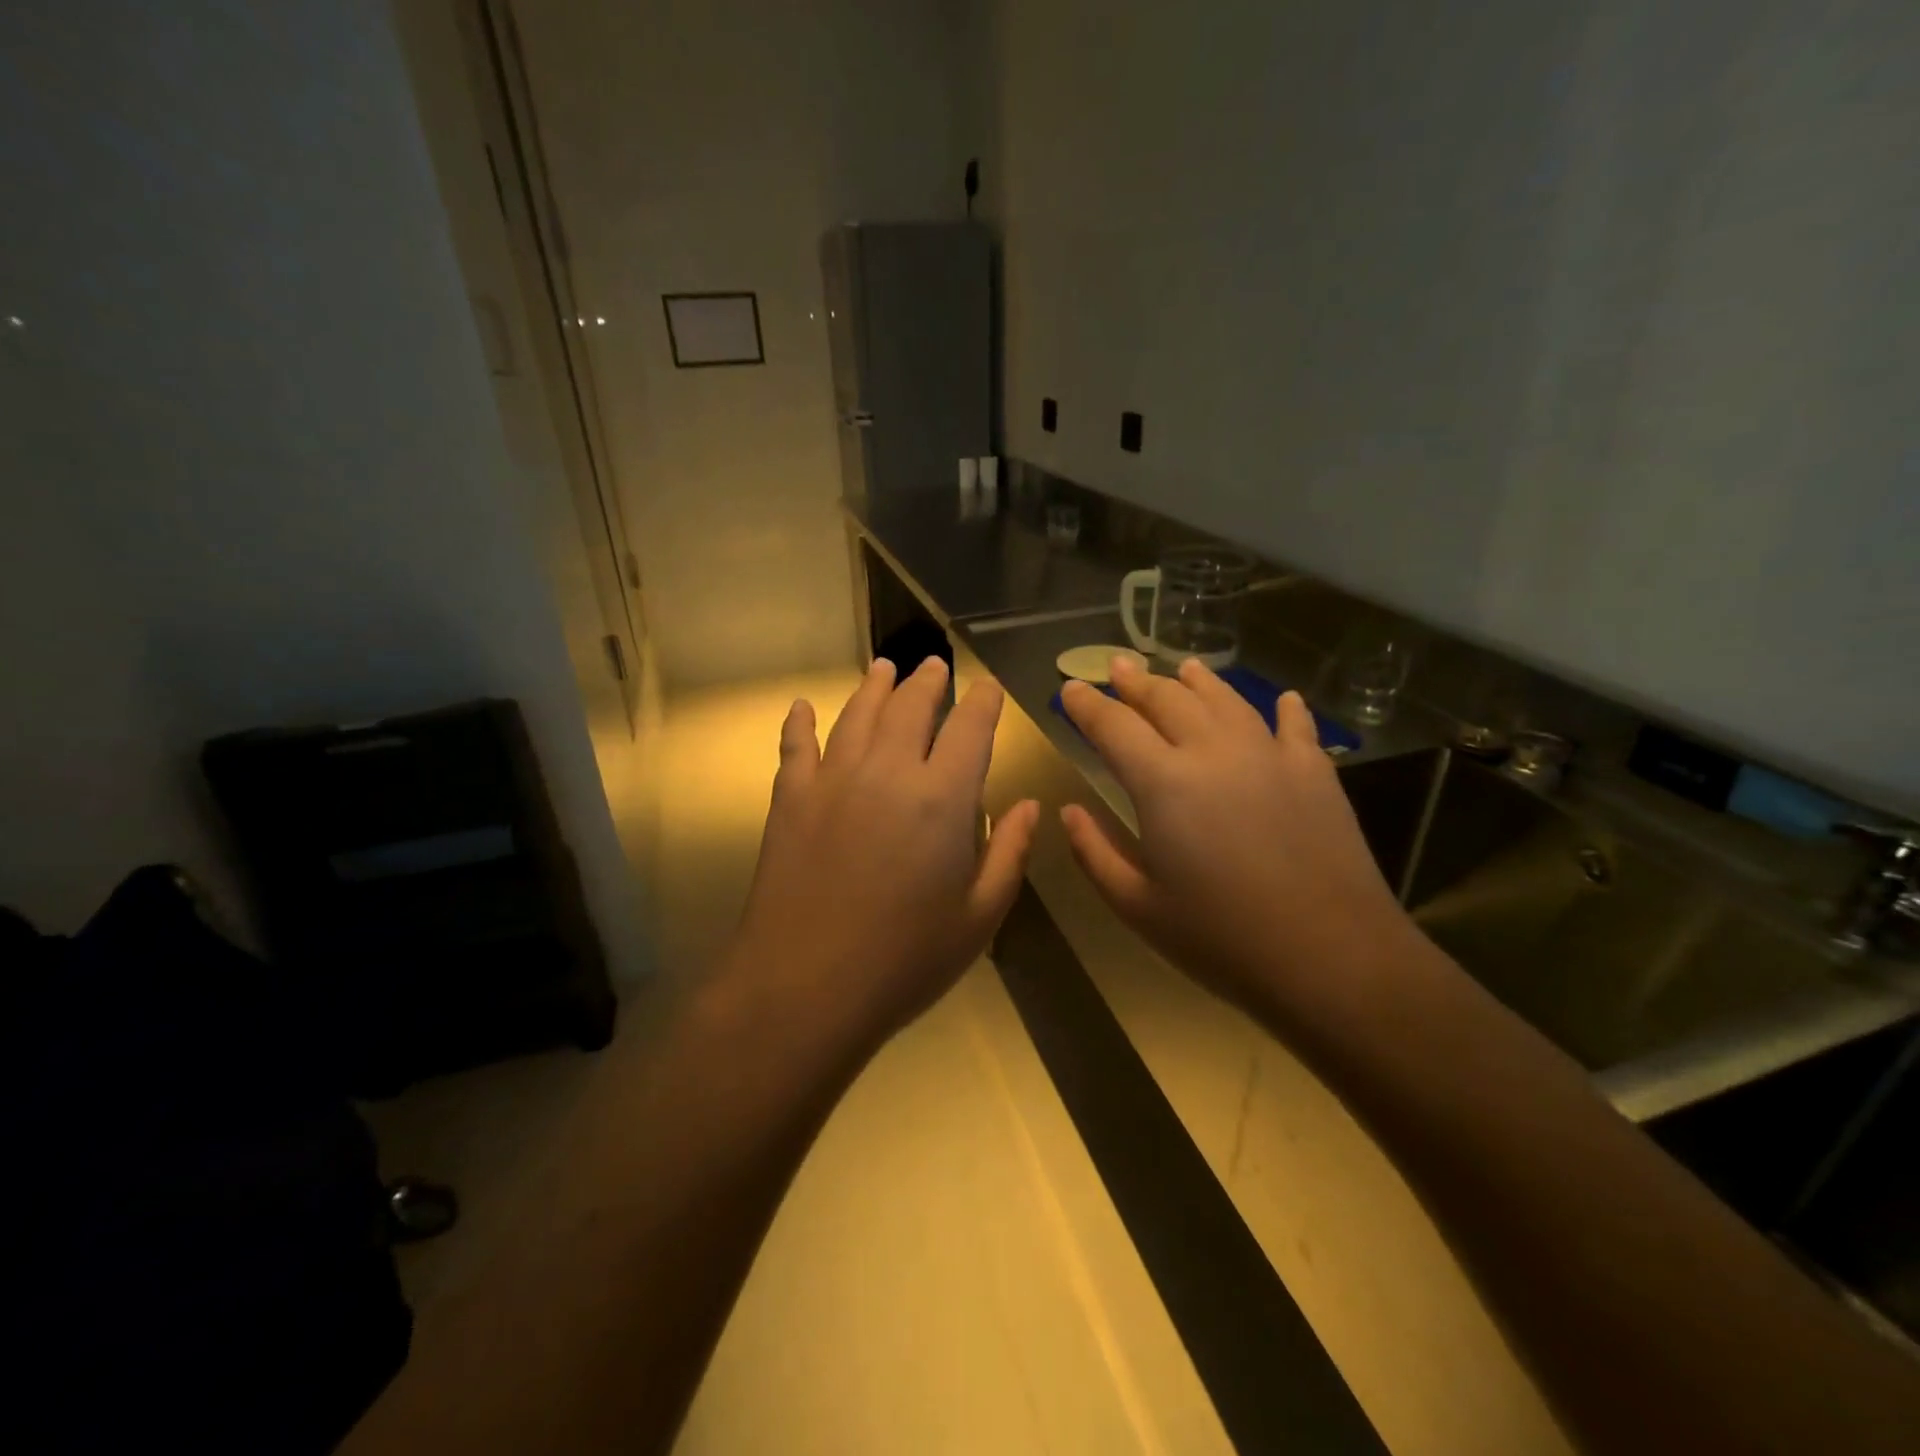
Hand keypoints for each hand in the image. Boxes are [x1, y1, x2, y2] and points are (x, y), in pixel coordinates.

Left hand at [731, 657, 1039, 1048]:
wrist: (804, 988)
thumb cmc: (905, 960)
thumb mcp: (979, 916)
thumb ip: (1008, 853)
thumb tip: (1027, 806)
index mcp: (943, 798)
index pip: (970, 729)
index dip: (982, 702)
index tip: (986, 687)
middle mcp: (888, 771)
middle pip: (910, 707)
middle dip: (927, 682)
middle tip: (934, 666)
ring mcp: (833, 780)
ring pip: (857, 715)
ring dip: (874, 687)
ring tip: (884, 668)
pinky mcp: (791, 799)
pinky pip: (796, 746)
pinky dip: (800, 722)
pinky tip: (803, 707)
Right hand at [1058, 656, 1415, 1022]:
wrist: (1332, 959)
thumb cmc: (1221, 939)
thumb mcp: (1137, 907)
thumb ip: (1094, 853)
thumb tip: (1069, 811)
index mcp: (1163, 783)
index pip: (1113, 726)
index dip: (1087, 704)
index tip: (1070, 687)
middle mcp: (1213, 752)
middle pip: (1167, 699)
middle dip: (1136, 681)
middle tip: (1117, 667)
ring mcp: (1270, 755)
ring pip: (1225, 700)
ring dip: (1198, 681)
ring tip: (1183, 667)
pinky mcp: (1315, 772)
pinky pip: (1294, 726)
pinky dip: (1284, 709)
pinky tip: (1284, 700)